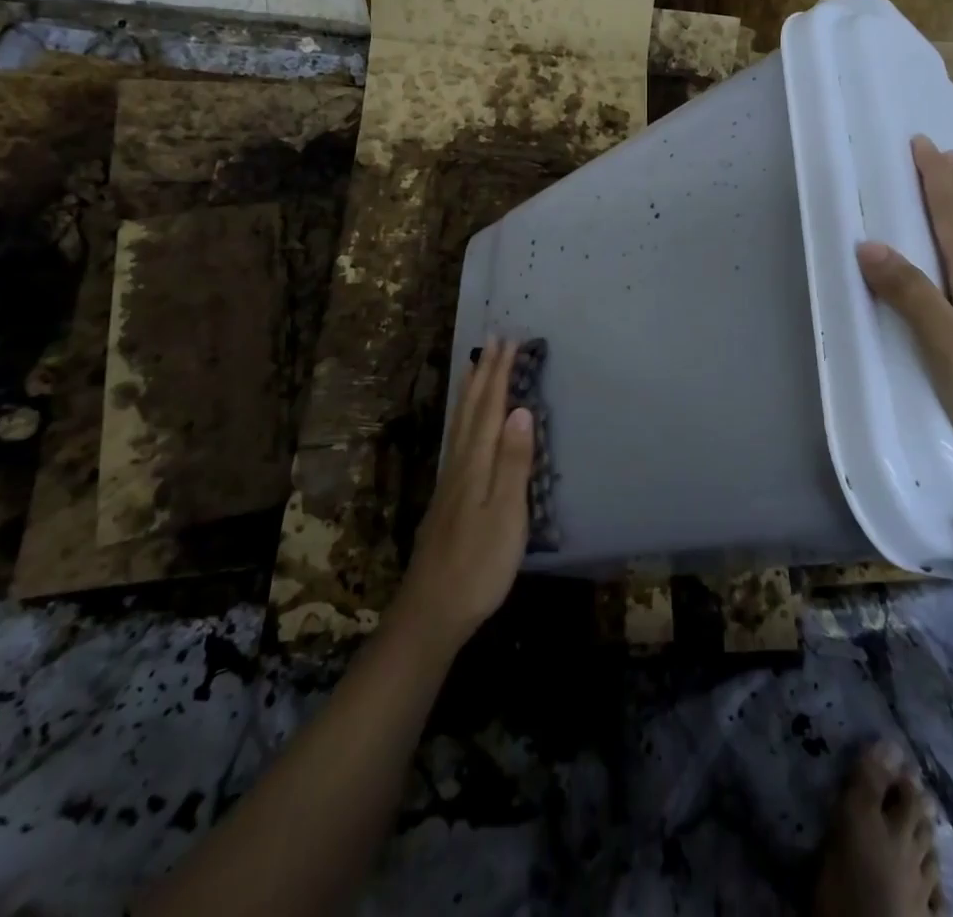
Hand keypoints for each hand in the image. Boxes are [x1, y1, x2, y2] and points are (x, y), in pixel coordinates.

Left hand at [391, 338, 534, 652]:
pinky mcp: (448, 498)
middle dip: (483, 373)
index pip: (490, 408)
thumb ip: (514, 463)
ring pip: (461, 423)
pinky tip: (465, 423)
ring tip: (475, 367)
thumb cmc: (478, 566)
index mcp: (476, 464)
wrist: (431, 612)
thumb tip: (520, 409)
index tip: (507, 340)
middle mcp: (460, 463)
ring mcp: (450, 481)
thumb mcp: (506, 516)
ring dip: (471, 391)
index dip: (499, 374)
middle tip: (491, 340)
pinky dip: (464, 417)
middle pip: (472, 409)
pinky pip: (458, 439)